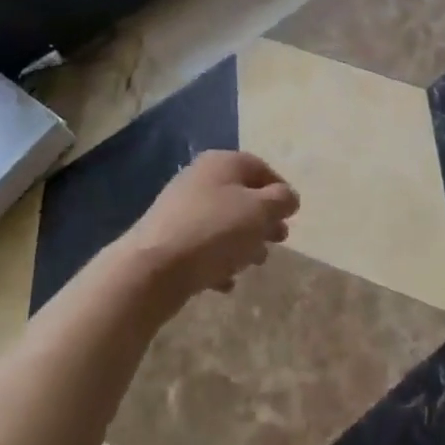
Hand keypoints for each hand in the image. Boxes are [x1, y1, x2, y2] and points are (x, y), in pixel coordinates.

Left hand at [120, 151, 299, 312]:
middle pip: (242, 196)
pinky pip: (203, 245)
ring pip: (223, 222)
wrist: (152, 268)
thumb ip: (281, 201)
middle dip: (263, 220)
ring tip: (254, 263)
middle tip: (278, 241)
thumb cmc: (215, 231)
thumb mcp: (260, 211)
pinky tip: (226, 281)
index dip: (281, 191)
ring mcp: (181, 208)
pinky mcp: (168, 238)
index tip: (291, 217)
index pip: (261, 168)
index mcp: (222, 163)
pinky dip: (218, 259)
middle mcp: (200, 178)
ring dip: (243, 242)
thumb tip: (288, 198)